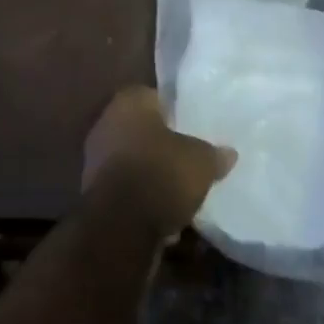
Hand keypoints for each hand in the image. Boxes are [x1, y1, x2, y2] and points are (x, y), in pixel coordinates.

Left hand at [82, 88, 235, 236]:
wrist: (120, 226)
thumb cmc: (160, 174)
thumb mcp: (201, 162)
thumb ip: (214, 154)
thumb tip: (229, 153)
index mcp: (130, 101)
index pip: (155, 97)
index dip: (175, 112)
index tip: (192, 128)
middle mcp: (107, 121)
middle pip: (142, 129)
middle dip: (163, 145)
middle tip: (188, 158)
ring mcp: (96, 157)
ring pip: (133, 160)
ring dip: (152, 174)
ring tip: (179, 192)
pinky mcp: (94, 191)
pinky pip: (126, 188)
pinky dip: (142, 198)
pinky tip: (164, 216)